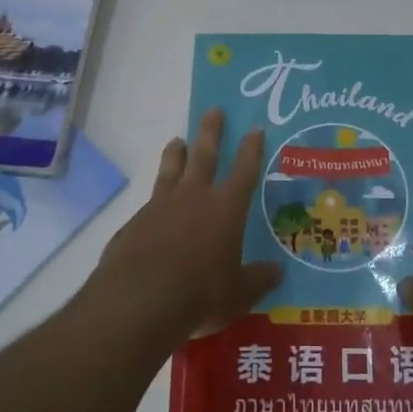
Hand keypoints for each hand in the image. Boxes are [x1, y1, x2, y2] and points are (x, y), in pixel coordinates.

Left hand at [91, 109, 282, 342]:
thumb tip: (277, 271)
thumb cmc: (200, 295)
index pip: (244, 171)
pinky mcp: (135, 222)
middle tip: (213, 110)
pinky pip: (149, 203)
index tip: (255, 128)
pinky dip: (155, 199)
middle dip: (211, 132)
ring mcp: (160, 206)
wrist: (139, 301)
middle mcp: (194, 197)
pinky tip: (153, 207)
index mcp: (225, 208)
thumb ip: (258, 279)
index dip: (252, 149)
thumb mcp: (238, 294)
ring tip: (177, 140)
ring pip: (171, 170)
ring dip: (176, 154)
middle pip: (204, 155)